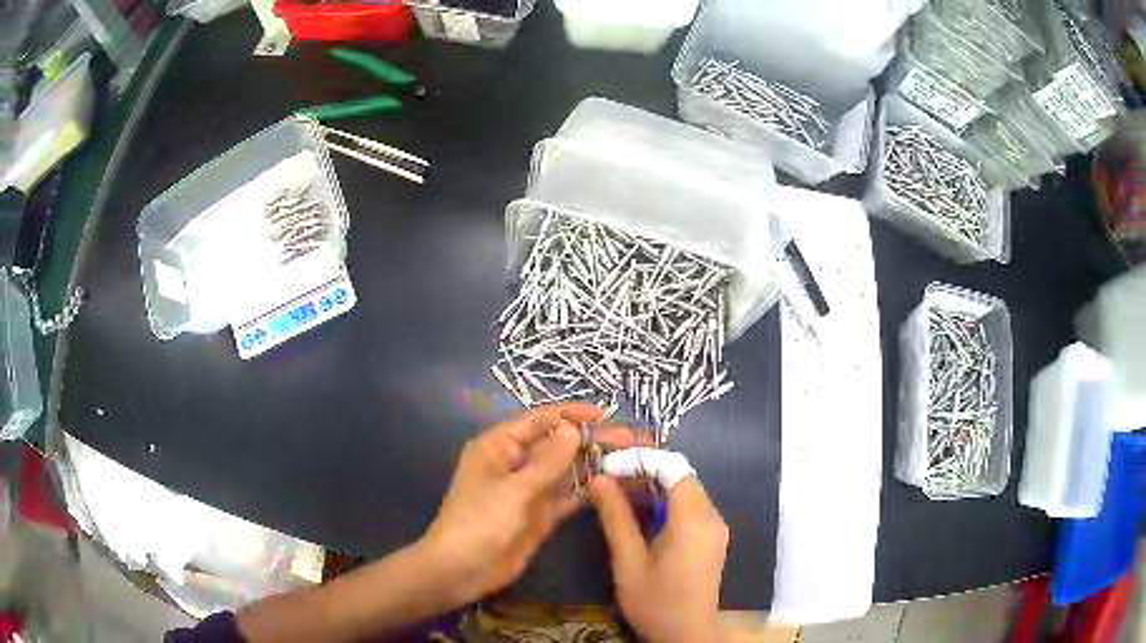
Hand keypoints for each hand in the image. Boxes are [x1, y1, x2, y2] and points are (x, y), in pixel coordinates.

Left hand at [419, 404, 635, 604]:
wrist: (462, 570)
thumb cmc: (479, 522)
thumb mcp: (513, 490)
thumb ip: (547, 462)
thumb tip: (573, 429)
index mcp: (499, 446)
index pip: (539, 420)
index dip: (571, 415)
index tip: (605, 415)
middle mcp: (516, 463)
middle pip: (559, 444)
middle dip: (592, 440)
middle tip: (631, 439)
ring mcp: (530, 490)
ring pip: (568, 470)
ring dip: (596, 464)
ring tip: (632, 458)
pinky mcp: (541, 514)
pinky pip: (568, 497)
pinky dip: (589, 490)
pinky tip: (616, 485)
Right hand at [590, 466, 728, 642]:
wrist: (687, 635)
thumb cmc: (656, 602)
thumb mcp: (629, 562)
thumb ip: (616, 518)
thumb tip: (599, 479)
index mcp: (693, 519)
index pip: (672, 467)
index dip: (640, 459)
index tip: (607, 465)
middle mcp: (711, 516)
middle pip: (680, 475)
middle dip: (644, 470)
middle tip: (607, 476)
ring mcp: (714, 527)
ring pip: (685, 490)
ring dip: (652, 486)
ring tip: (616, 493)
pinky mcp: (711, 538)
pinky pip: (689, 507)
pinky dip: (664, 502)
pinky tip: (638, 515)